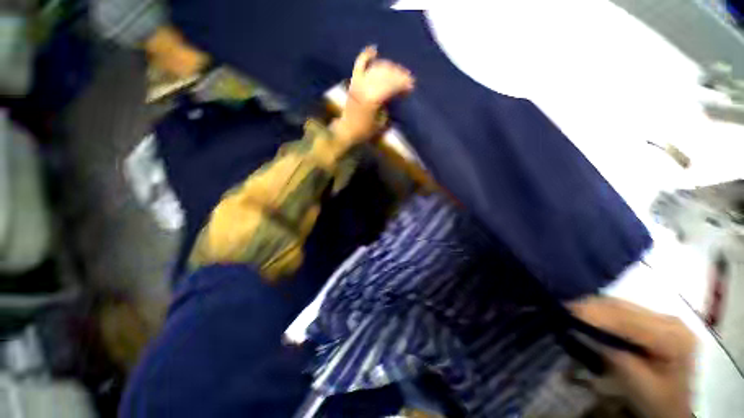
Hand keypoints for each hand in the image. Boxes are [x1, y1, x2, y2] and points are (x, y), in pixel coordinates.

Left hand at [333, 46, 414, 145]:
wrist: (346, 129)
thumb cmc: (365, 130)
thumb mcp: (381, 122)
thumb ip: (388, 106)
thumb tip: (394, 94)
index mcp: (374, 98)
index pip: (392, 85)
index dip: (403, 84)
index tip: (412, 85)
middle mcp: (366, 86)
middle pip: (386, 74)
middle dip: (399, 75)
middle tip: (408, 78)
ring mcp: (359, 82)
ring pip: (377, 68)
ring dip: (389, 67)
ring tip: (397, 71)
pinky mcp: (353, 81)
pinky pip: (359, 64)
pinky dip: (366, 55)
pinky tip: (374, 50)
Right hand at [570, 297, 695, 417]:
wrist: (674, 406)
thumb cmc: (658, 401)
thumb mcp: (637, 385)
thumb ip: (614, 356)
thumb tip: (582, 331)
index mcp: (673, 338)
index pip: (628, 319)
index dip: (595, 312)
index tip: (565, 309)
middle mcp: (670, 321)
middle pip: (624, 307)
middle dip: (590, 305)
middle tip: (562, 307)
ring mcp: (664, 319)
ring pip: (621, 304)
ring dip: (594, 306)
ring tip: (570, 309)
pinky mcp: (655, 320)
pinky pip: (623, 309)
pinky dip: (602, 310)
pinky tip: (588, 313)